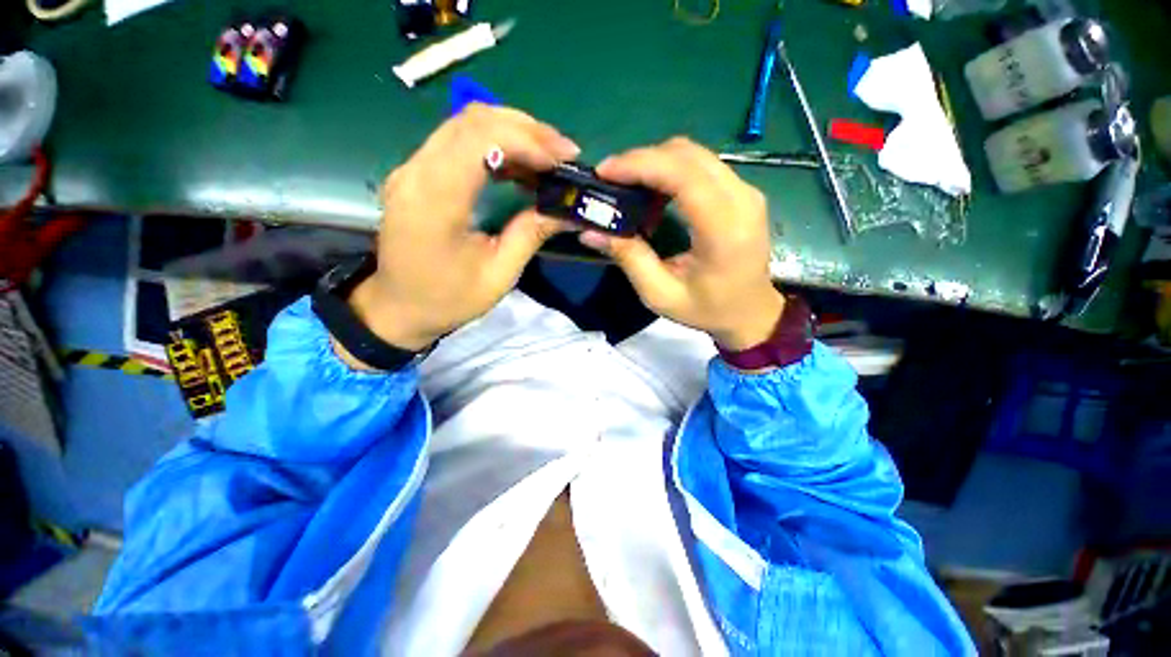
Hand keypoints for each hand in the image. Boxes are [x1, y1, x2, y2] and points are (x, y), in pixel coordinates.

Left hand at [348, 104, 578, 354]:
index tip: (562, 160)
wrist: (398, 307)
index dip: (527, 140)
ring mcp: (411, 168)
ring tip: (547, 157)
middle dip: (526, 129)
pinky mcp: (416, 172)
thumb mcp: (498, 275)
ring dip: (512, 132)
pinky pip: (458, 140)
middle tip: (562, 153)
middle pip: (472, 119)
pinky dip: (495, 143)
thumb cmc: (448, 299)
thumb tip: (566, 210)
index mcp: (435, 201)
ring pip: (465, 123)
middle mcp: (416, 172)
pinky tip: (519, 164)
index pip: (480, 139)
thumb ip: (530, 234)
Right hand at [580, 137, 783, 351]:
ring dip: (655, 163)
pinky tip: (653, 193)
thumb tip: (591, 232)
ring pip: (694, 155)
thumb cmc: (707, 309)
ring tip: (628, 187)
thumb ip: (629, 258)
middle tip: (611, 180)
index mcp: (724, 230)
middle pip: (687, 155)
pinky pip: (701, 166)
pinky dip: (671, 171)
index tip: (605, 172)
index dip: (640, 164)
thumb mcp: (661, 294)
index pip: (683, 175)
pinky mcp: (743, 191)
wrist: (750, 312)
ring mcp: (746, 191)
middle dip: (642, 160)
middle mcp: (742, 200)